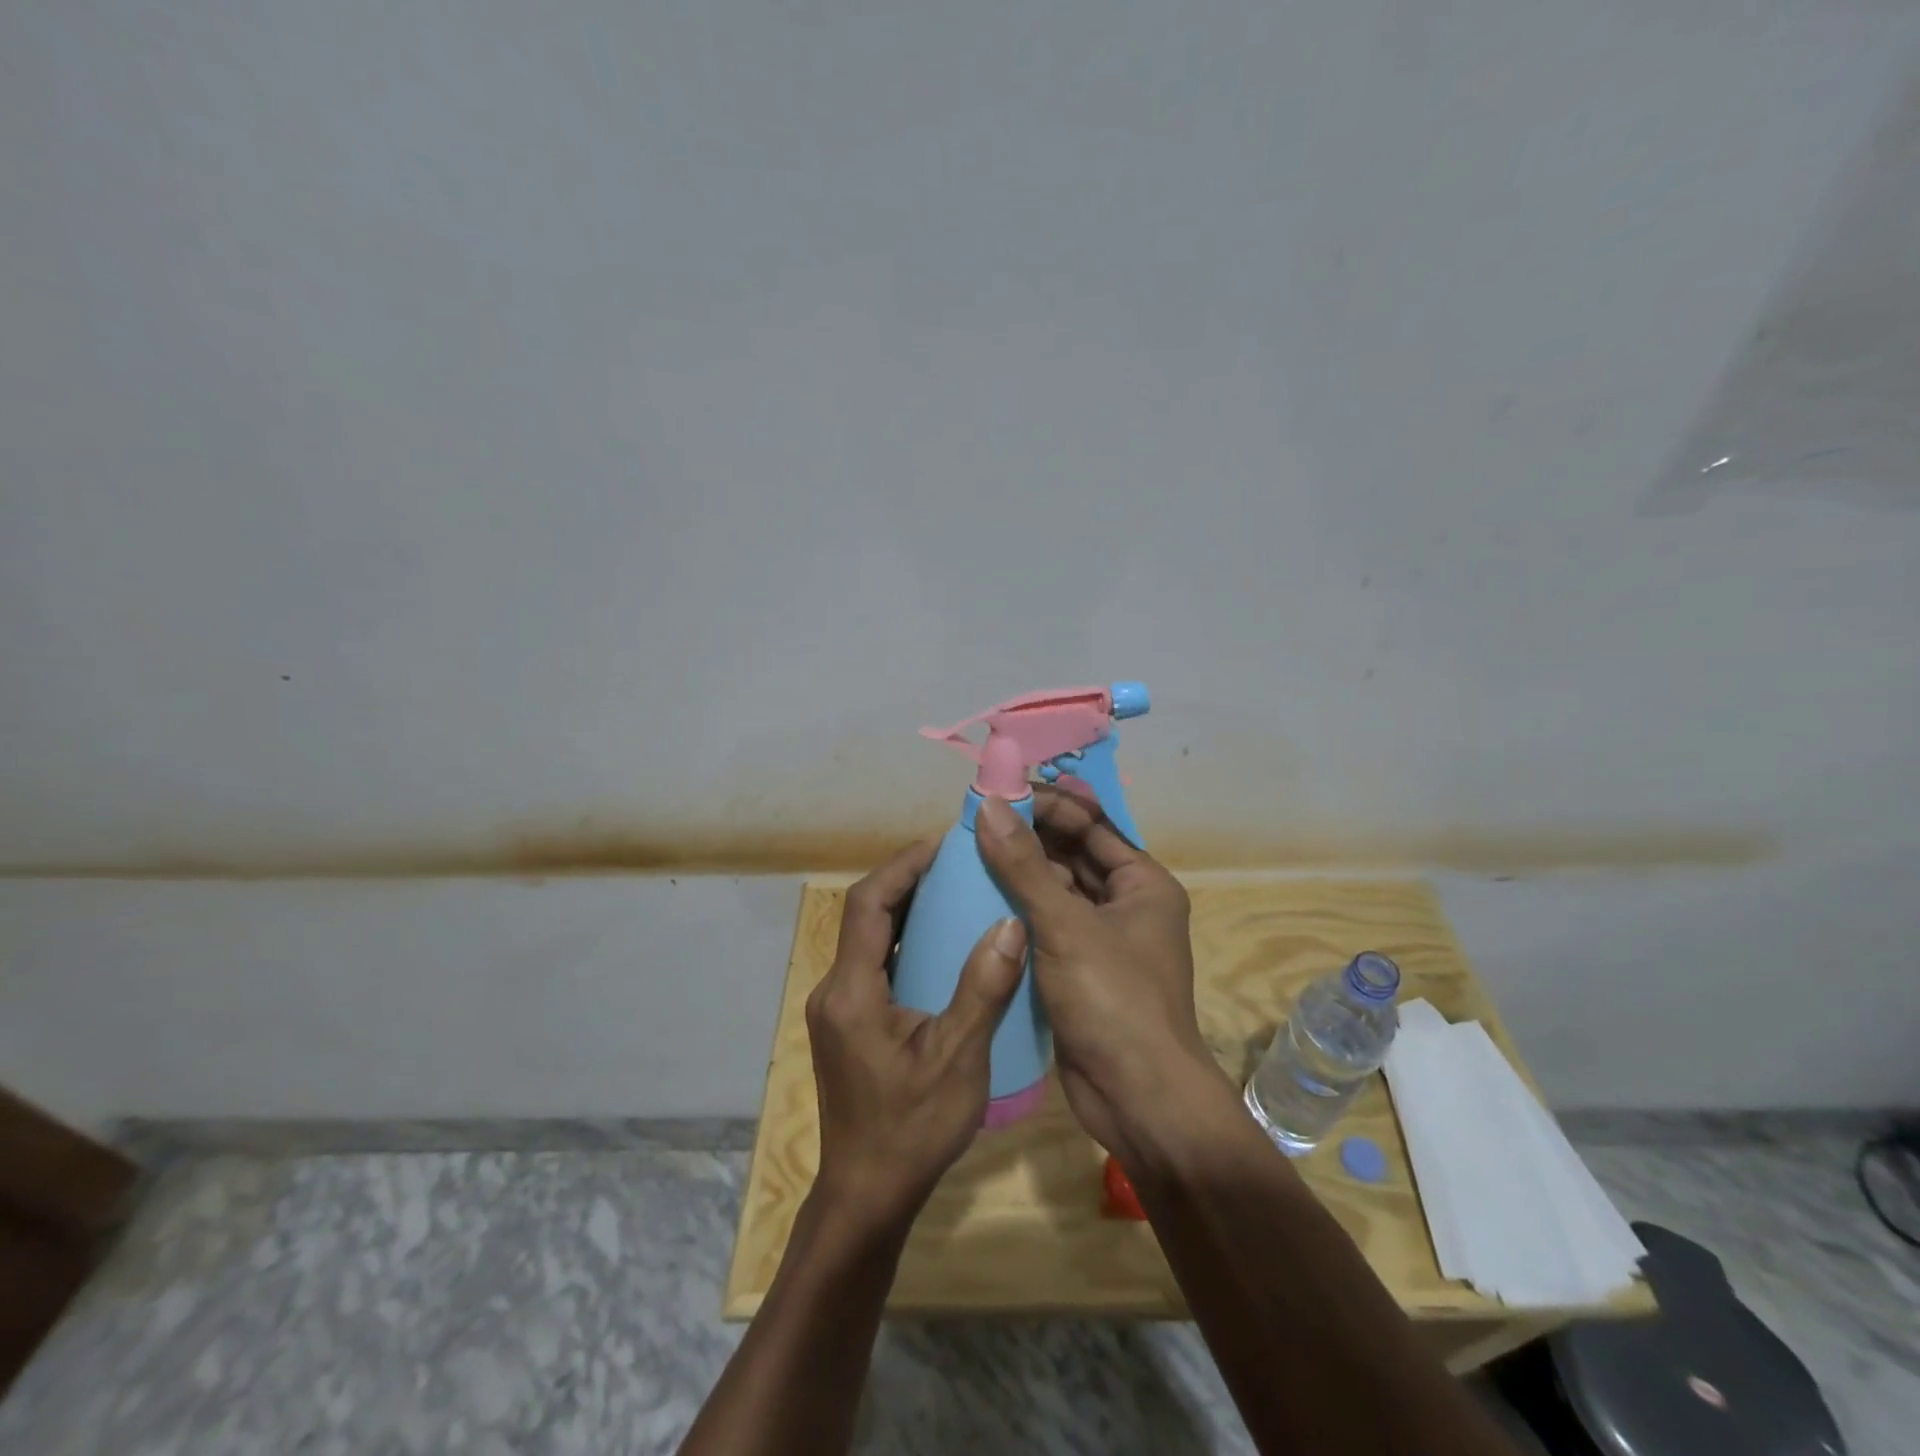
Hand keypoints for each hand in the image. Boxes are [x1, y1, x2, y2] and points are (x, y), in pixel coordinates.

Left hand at [805, 837, 1028, 1234]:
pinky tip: (941, 947)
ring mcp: (838, 1009)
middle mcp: (835, 990)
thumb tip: (1010, 923)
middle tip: (956, 864)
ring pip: (869, 940)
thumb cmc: (911, 1129)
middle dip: (906, 882)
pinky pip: (875, 965)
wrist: (867, 1196)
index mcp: (852, 991)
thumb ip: (982, 989)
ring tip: (954, 893)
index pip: (867, 904)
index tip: (941, 845)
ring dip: (906, 911)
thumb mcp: (958, 1059)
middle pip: (865, 916)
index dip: (901, 866)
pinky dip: (905, 944)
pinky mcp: (848, 1025)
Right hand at [975, 789, 1232, 1167]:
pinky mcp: (1079, 969)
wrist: (1137, 1098)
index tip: (999, 792)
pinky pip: (1046, 925)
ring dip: (1019, 873)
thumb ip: (1024, 865)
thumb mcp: (1066, 925)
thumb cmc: (1113, 999)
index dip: (1047, 804)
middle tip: (975, 821)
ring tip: (968, 853)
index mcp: (1142, 883)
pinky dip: (1018, 911)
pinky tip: (977, 900)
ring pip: (1055, 891)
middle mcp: (1125, 904)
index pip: (1091, 824)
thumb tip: (990, 805)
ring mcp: (1102, 939)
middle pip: (1072, 854)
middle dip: (1028, 836)